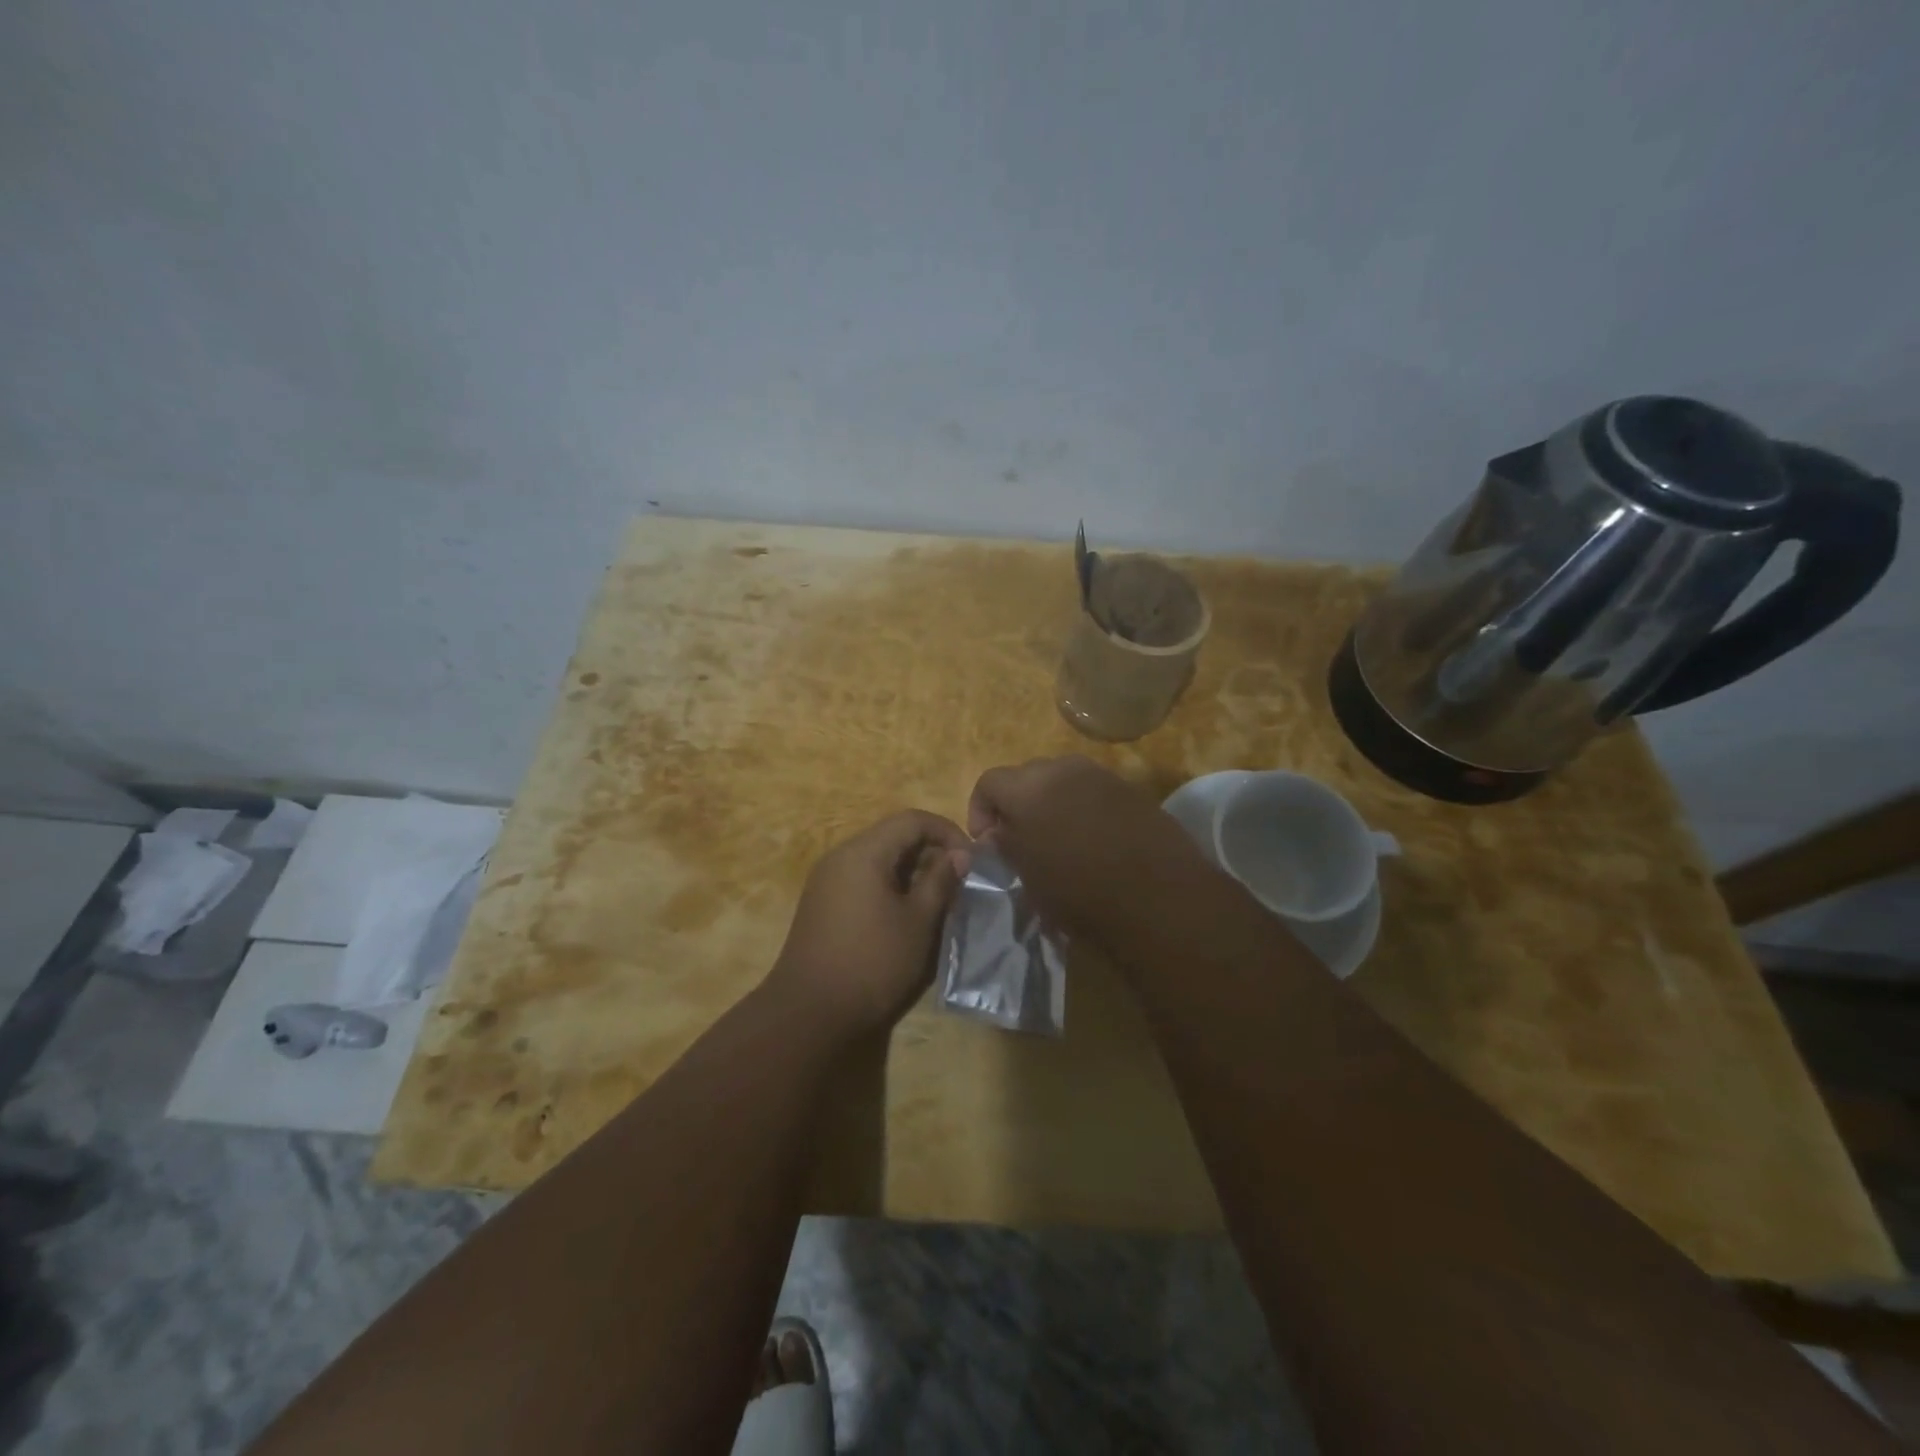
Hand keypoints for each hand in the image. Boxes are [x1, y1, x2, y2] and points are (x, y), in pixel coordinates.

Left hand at [766, 810, 971, 1037]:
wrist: (808, 1014)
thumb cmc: (872, 963)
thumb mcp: (918, 922)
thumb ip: (941, 881)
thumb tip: (960, 855)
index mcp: (864, 852)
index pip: (912, 819)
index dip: (947, 831)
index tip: (972, 860)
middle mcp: (840, 856)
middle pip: (893, 835)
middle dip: (931, 851)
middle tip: (959, 882)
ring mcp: (827, 880)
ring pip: (878, 858)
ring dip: (912, 871)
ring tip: (938, 900)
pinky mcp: (822, 904)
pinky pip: (863, 879)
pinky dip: (890, 886)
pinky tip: (906, 915)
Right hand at [968, 756, 1211, 945]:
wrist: (1158, 897)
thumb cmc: (1079, 891)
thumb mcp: (1028, 876)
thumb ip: (1007, 845)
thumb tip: (999, 832)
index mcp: (1028, 787)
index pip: (988, 782)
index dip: (980, 811)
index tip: (988, 842)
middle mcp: (1063, 768)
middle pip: (1026, 776)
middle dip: (1017, 804)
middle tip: (1021, 840)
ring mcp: (1102, 775)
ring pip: (1063, 781)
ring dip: (1052, 803)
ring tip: (1059, 840)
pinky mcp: (1132, 790)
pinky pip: (1095, 792)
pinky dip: (1084, 809)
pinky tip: (1094, 841)